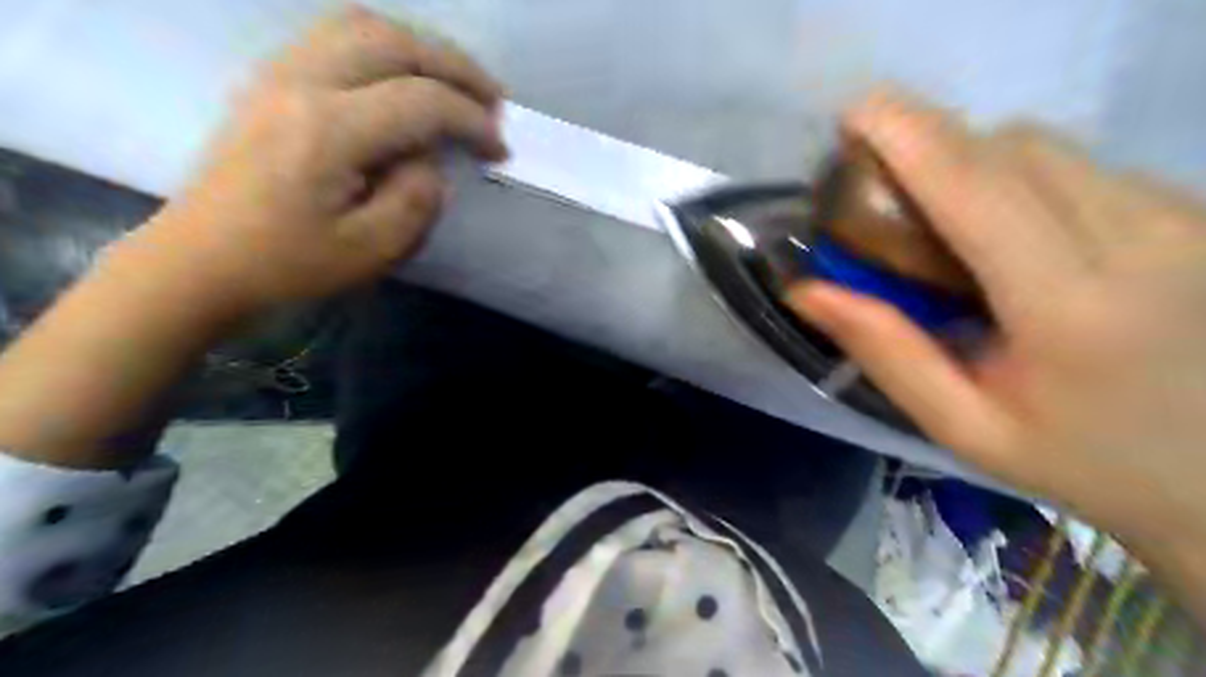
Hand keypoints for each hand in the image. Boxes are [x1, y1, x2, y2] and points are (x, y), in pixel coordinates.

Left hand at [132, 6, 505, 316]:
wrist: (199, 262)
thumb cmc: (287, 265)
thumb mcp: (371, 250)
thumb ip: (417, 198)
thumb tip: (431, 159)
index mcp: (328, 129)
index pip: (421, 101)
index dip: (472, 120)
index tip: (500, 149)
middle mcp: (301, 82)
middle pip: (394, 43)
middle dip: (457, 67)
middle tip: (494, 100)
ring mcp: (278, 73)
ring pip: (362, 26)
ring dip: (420, 48)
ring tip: (455, 82)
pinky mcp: (270, 81)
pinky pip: (335, 37)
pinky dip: (384, 47)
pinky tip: (404, 76)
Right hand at [789, 95, 1204, 558]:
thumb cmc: (1082, 461)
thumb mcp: (963, 425)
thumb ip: (885, 352)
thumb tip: (807, 291)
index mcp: (1069, 305)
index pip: (976, 186)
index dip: (909, 135)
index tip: (854, 114)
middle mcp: (1141, 238)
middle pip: (1011, 148)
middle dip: (934, 149)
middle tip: (885, 191)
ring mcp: (1183, 217)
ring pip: (1050, 149)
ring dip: (977, 164)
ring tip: (946, 223)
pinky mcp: (1198, 212)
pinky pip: (1083, 167)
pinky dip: (1024, 180)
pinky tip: (1012, 237)